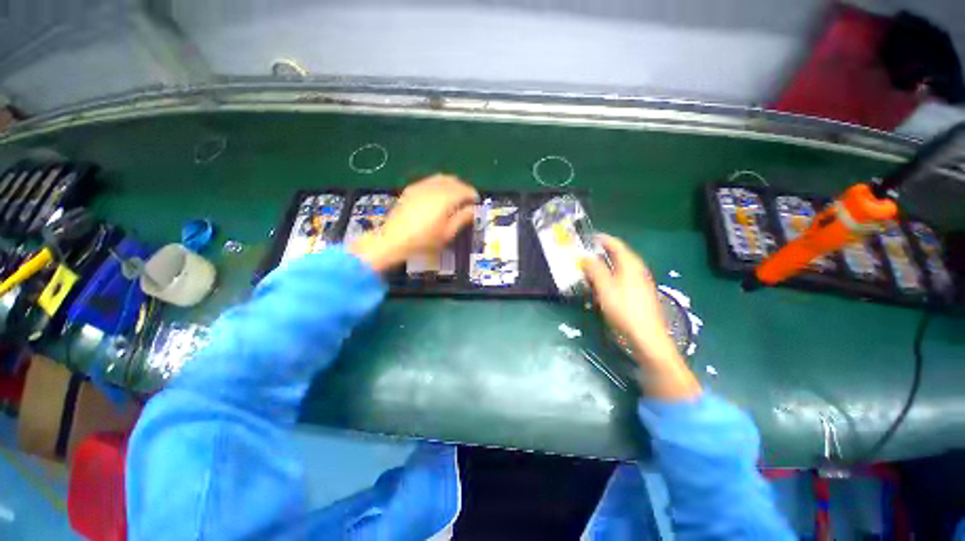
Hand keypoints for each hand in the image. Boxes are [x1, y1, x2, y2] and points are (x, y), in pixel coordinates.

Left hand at [350, 174, 477, 271]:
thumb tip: (473, 209)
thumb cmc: (423, 240)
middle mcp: (434, 188)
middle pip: (454, 181)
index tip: (476, 201)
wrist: (393, 239)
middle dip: (463, 188)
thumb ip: (462, 219)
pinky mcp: (411, 189)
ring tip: (455, 196)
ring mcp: (420, 186)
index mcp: (445, 198)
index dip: (472, 194)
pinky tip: (438, 195)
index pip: (464, 190)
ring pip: (441, 178)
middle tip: (467, 199)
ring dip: (452, 184)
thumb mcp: (447, 234)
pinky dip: (439, 184)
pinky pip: (430, 181)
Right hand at [581, 234, 700, 399]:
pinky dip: (607, 278)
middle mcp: (636, 270)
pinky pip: (619, 279)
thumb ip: (594, 269)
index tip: (585, 238)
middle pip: (617, 255)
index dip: (601, 239)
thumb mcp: (605, 287)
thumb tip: (584, 257)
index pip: (615, 244)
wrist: (646, 338)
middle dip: (599, 253)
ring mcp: (638, 282)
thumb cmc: (624, 310)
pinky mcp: (637, 294)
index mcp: (630, 264)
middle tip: (582, 255)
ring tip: (586, 270)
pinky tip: (598, 287)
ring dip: (602, 266)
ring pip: (617, 268)